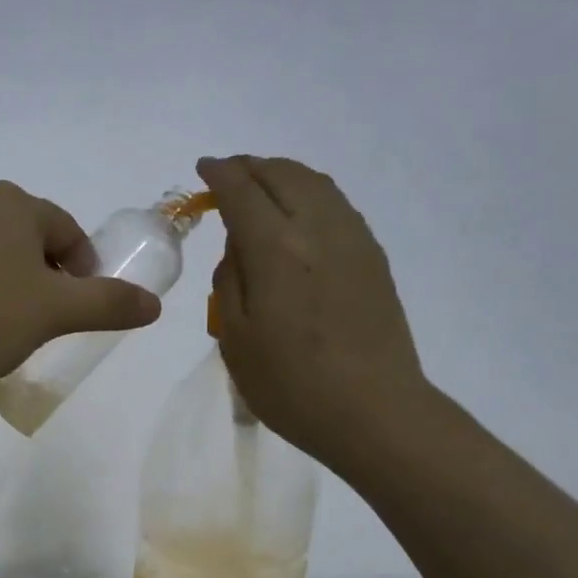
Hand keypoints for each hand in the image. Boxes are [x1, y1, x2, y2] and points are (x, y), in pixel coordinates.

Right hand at [196, 155, 430, 467]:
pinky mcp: (374, 258)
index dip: (220, 174)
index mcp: (277, 249)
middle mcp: (318, 229)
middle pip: (283, 174)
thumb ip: (229, 283)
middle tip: (229, 175)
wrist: (373, 411)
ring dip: (283, 175)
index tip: (204, 167)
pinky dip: (310, 194)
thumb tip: (238, 249)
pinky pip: (337, 205)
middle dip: (252, 166)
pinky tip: (300, 216)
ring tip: (262, 187)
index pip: (243, 192)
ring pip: (316, 184)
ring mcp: (353, 240)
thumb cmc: (291, 384)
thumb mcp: (236, 339)